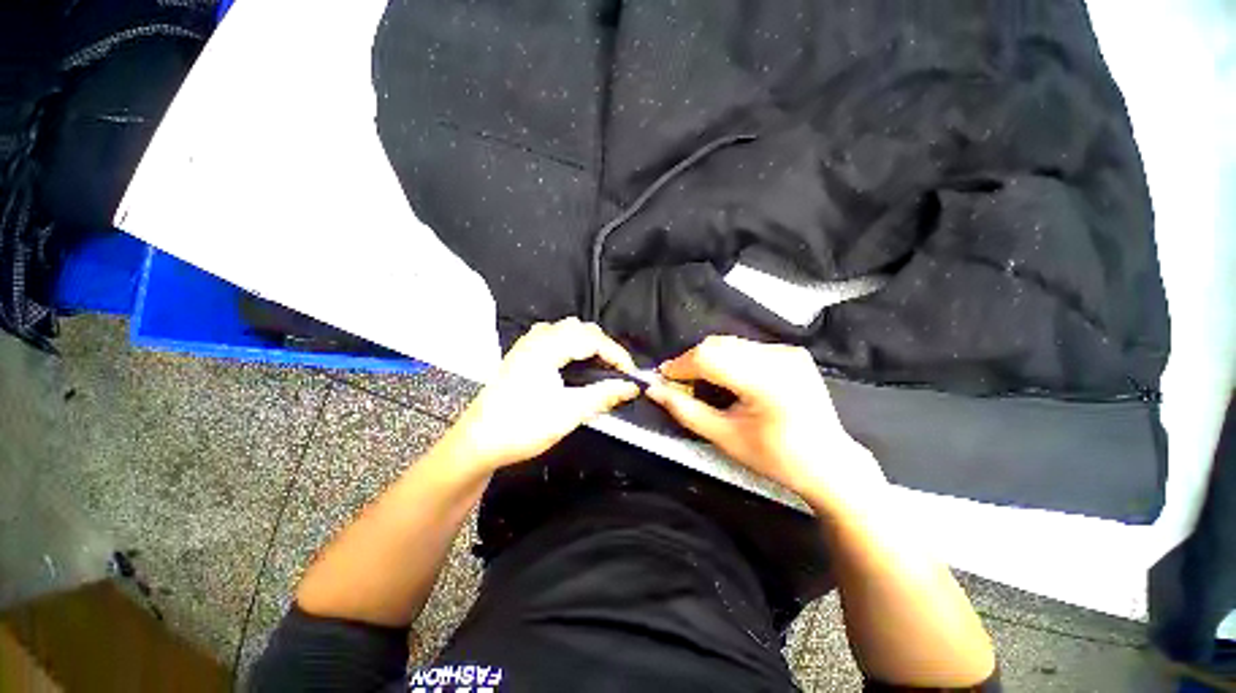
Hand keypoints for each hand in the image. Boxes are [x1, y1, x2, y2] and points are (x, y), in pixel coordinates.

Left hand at [436, 318, 640, 472]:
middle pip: (581, 329)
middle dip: (604, 347)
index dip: (617, 354)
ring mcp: (527, 345)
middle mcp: (536, 339)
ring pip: (567, 331)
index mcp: (547, 347)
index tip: (631, 374)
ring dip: (588, 344)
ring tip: (600, 367)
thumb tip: (631, 387)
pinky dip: (572, 347)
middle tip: (617, 372)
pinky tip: (575, 365)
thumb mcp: (568, 413)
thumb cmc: (521, 427)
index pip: (592, 339)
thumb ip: (603, 395)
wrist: (477, 443)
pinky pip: (555, 338)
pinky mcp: (522, 355)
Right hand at [646, 336, 885, 512]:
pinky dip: (727, 359)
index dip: (680, 365)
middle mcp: (779, 357)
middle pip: (718, 345)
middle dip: (691, 361)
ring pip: (730, 344)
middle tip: (679, 383)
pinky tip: (726, 378)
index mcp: (766, 381)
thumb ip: (685, 410)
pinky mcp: (791, 352)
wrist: (830, 464)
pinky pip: (746, 348)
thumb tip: (654, 389)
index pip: (709, 357)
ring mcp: (788, 351)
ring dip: (708, 359)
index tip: (662, 378)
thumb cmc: (776, 459)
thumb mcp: (724, 438)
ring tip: (699, 381)